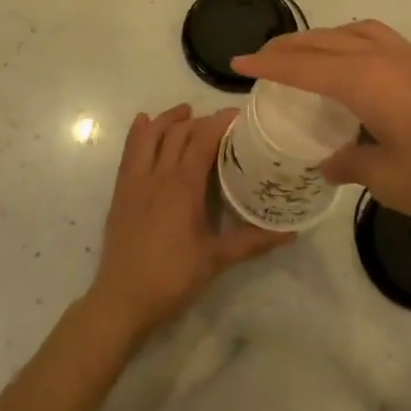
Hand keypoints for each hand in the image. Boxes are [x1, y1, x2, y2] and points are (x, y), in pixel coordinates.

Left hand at [85, 104, 291, 342]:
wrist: (122, 299)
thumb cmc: (172, 277)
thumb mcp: (217, 259)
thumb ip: (253, 241)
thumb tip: (291, 233)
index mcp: (183, 185)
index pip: (203, 139)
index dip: (220, 122)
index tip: (240, 116)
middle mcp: (158, 174)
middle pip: (178, 133)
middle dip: (200, 120)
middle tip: (221, 123)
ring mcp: (135, 181)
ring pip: (150, 136)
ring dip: (168, 119)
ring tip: (185, 111)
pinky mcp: (120, 192)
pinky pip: (128, 152)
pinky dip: (138, 132)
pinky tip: (144, 122)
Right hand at [234, 21, 410, 235]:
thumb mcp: (390, 180)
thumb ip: (352, 165)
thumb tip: (329, 160)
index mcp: (366, 82)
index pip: (304, 67)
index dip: (268, 65)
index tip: (237, 64)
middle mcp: (385, 59)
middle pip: (325, 42)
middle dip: (289, 47)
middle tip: (260, 59)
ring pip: (353, 33)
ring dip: (321, 39)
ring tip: (302, 55)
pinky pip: (376, 40)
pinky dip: (349, 42)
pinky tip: (353, 66)